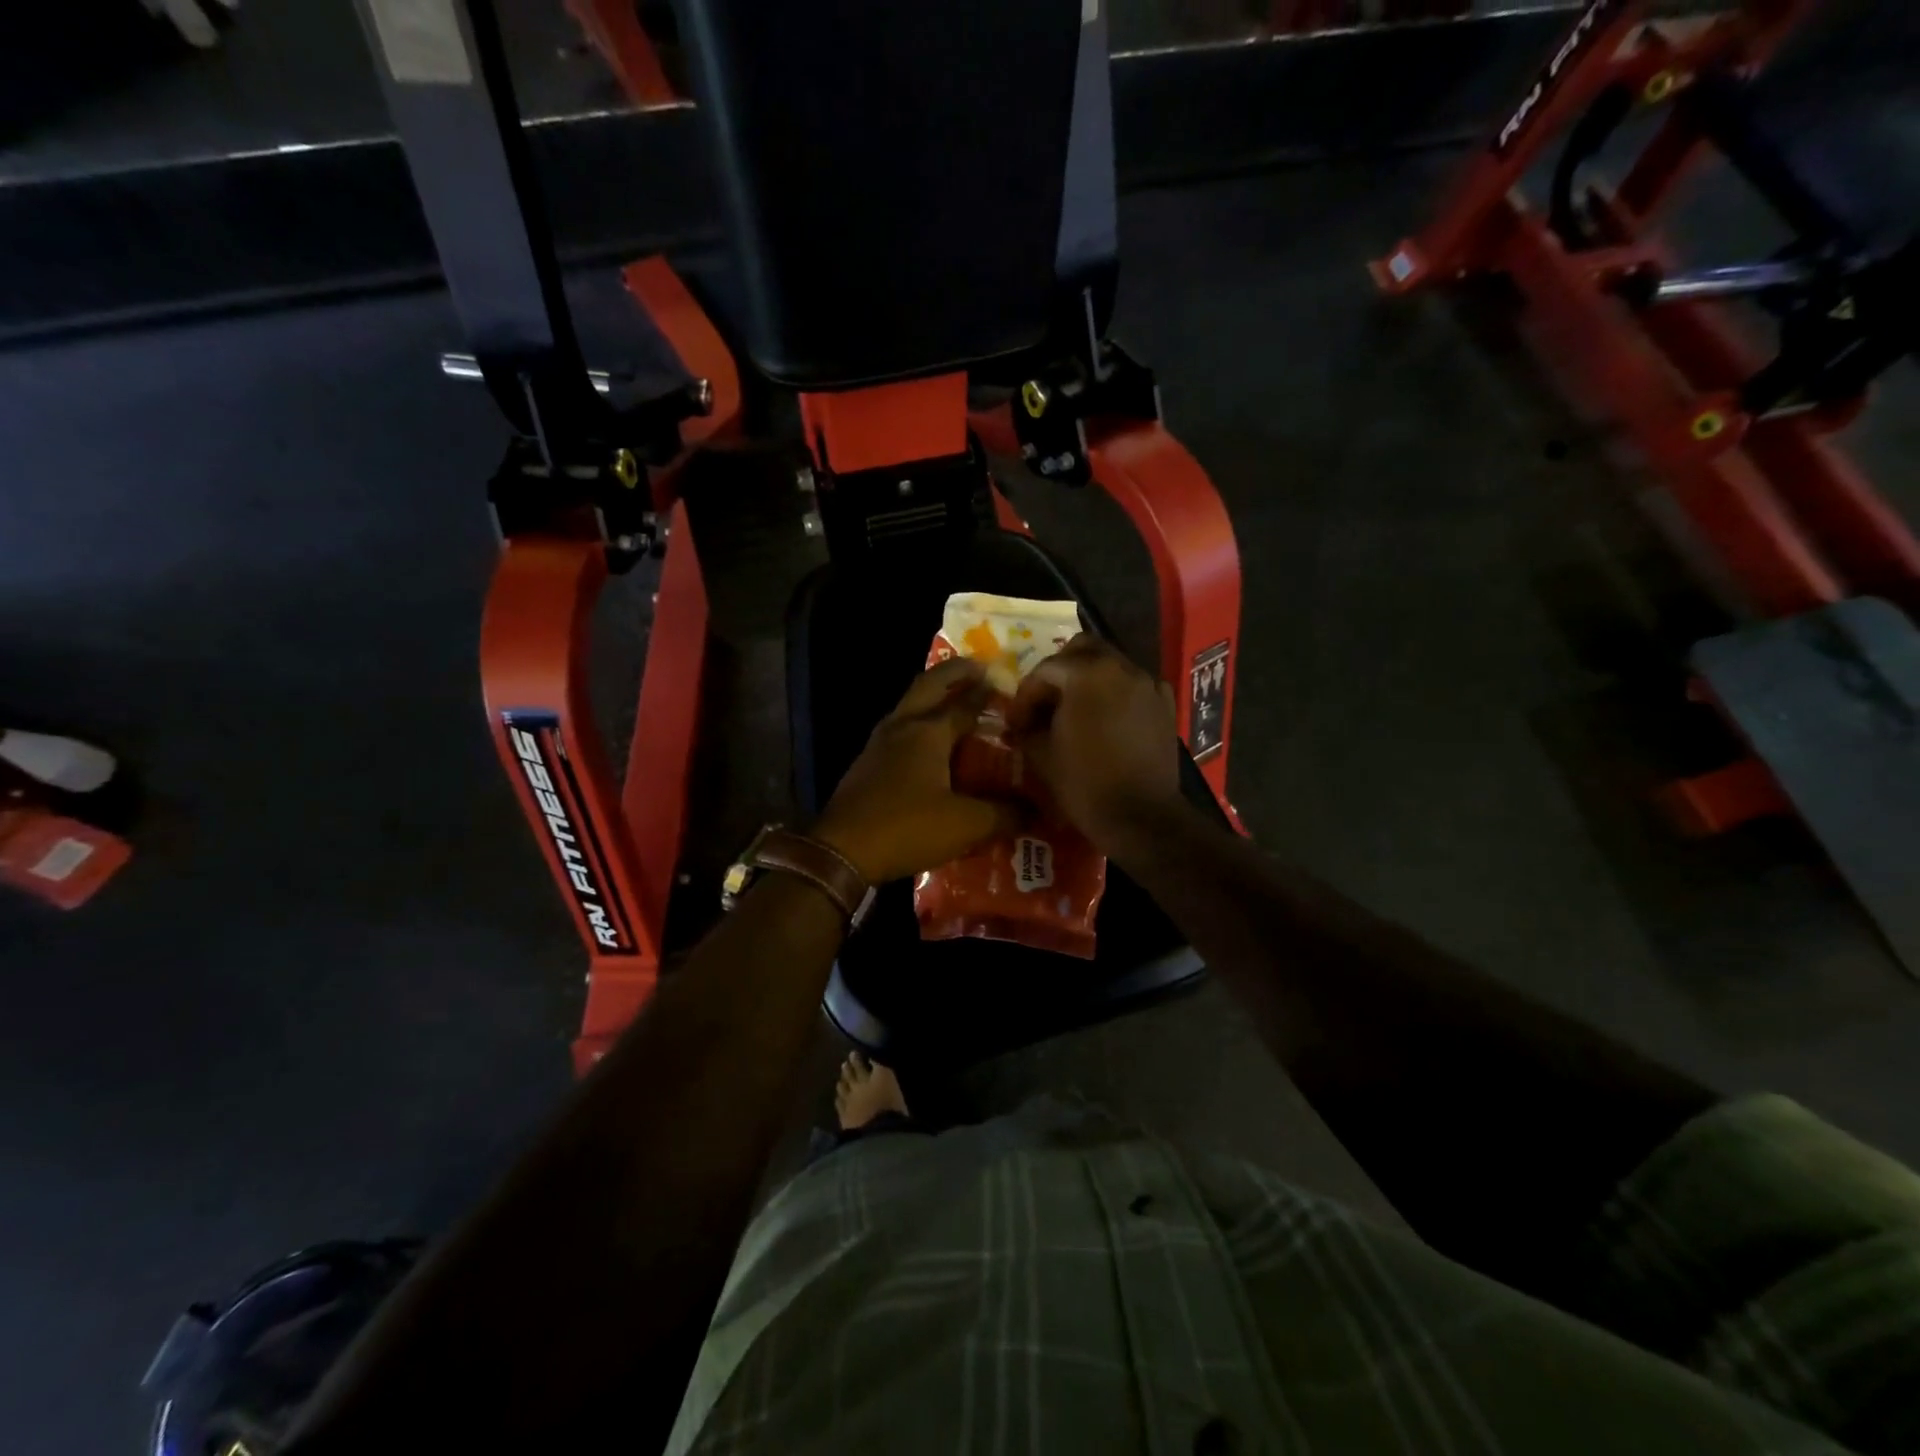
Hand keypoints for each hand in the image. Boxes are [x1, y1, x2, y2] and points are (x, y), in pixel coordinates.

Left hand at [813, 659, 1021, 883]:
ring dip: (933, 696)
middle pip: (929, 685)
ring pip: (910, 705)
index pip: (965, 702)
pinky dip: (919, 721)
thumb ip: (1004, 814)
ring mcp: (879, 743)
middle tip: (977, 668)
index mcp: (928, 731)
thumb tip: (1037, 811)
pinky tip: (928, 742)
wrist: (841, 851)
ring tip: (955, 701)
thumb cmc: (906, 828)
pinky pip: (899, 728)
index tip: (1006, 681)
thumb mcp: (965, 825)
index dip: (987, 692)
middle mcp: (902, 726)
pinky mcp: (867, 762)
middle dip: (954, 673)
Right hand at [1005, 635, 1185, 848]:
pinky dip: (1116, 694)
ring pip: (1110, 665)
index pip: (1046, 668)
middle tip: (1044, 702)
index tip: (1016, 722)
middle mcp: (1121, 667)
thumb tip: (1023, 722)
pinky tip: (1107, 720)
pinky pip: (1134, 686)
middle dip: (1059, 671)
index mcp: (1087, 674)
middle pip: (1082, 650)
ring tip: (1074, 712)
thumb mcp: (1041, 755)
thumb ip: (1027, 727)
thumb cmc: (1085, 784)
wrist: (1142, 817)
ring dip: (1088, 680)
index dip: (1025, 695)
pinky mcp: (1165, 705)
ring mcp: (1148, 684)